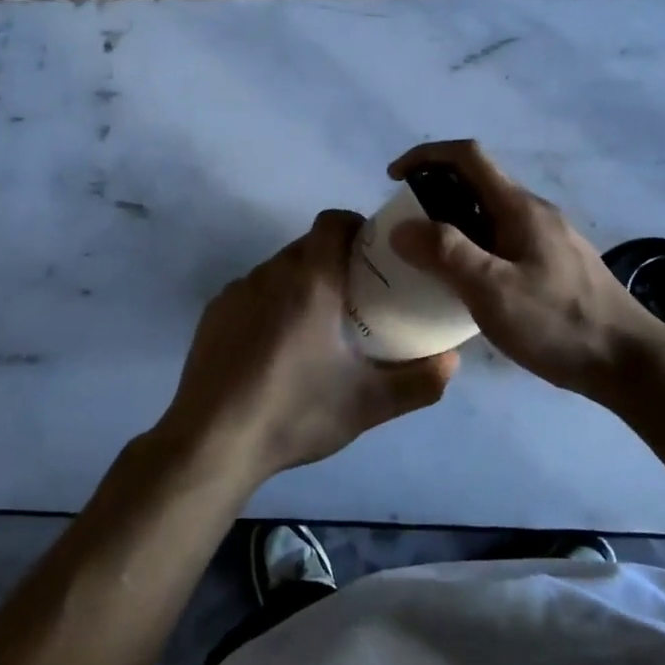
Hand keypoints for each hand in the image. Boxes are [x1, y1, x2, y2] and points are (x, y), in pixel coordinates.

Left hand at [158, 210, 458, 485]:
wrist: (212, 442)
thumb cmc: (295, 412)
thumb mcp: (367, 404)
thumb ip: (418, 382)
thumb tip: (452, 361)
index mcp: (311, 281)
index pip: (333, 222)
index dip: (356, 226)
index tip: (373, 252)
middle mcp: (271, 273)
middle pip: (307, 245)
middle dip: (333, 259)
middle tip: (355, 296)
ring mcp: (237, 291)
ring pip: (278, 268)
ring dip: (300, 282)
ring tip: (316, 325)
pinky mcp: (214, 313)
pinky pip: (251, 291)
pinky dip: (270, 303)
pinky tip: (275, 346)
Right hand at [387, 140, 664, 396]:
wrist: (631, 363)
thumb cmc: (558, 323)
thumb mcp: (492, 289)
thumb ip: (445, 253)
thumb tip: (402, 227)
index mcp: (519, 207)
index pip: (467, 156)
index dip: (425, 156)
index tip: (393, 179)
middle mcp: (534, 213)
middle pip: (476, 184)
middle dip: (434, 195)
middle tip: (404, 230)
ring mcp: (547, 239)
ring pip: (488, 216)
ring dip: (452, 225)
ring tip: (426, 260)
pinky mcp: (554, 266)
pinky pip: (502, 242)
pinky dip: (473, 248)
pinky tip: (466, 287)